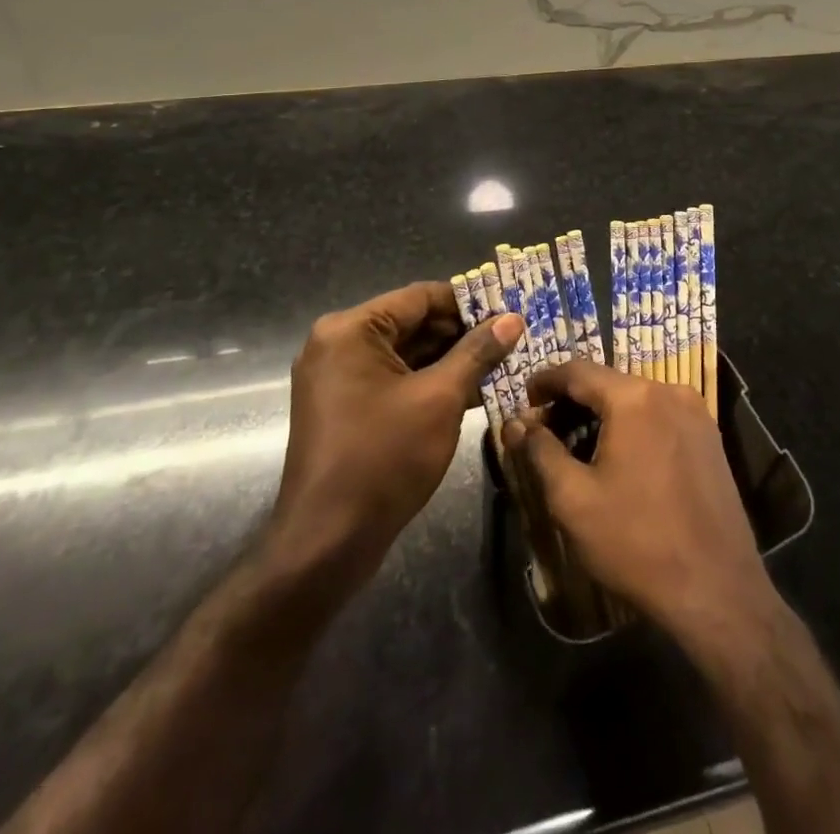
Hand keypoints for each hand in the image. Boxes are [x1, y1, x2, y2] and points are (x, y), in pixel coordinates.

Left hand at [267, 283, 521, 599]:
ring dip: (451, 359)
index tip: (510, 310)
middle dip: (463, 333)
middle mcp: (338, 343)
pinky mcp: (345, 406)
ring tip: (503, 363)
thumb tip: (512, 319)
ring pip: (407, 353)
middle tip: (513, 339)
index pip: (421, 296)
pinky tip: (474, 390)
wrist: (326, 543)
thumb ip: (477, 352)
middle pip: (413, 323)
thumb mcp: (440, 399)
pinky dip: (430, 382)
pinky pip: (394, 378)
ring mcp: (339, 377)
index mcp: (351, 330)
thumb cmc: (383, 459)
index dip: (469, 302)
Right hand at [503, 359, 776, 659]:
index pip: (577, 371)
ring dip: (601, 415)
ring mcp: (695, 413)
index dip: (544, 381)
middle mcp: (668, 391)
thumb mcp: (573, 499)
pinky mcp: (709, 437)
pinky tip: (617, 458)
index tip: (522, 400)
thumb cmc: (636, 542)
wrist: (717, 590)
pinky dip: (631, 426)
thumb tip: (516, 423)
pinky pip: (659, 416)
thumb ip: (540, 452)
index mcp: (634, 397)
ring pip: (634, 399)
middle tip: (543, 432)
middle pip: (607, 383)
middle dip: (571, 402)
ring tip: (575, 448)